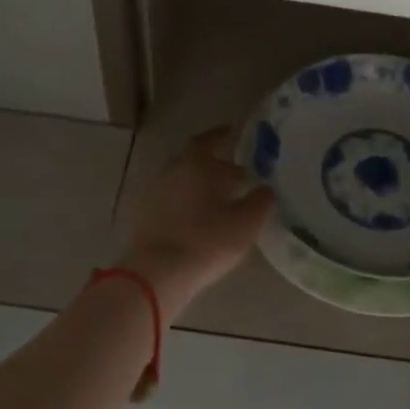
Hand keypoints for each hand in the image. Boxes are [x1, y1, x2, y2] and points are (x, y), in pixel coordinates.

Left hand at [118, 126, 274, 321]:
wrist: (156, 274)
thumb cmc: (206, 240)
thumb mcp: (246, 222)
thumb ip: (261, 201)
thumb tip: (265, 188)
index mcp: (195, 163)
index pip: (209, 140)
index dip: (223, 136)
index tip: (234, 133)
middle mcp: (171, 171)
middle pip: (194, 160)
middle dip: (215, 165)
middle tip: (237, 176)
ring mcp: (154, 194)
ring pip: (182, 182)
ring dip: (201, 186)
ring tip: (222, 201)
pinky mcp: (144, 217)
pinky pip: (171, 201)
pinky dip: (187, 204)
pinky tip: (200, 220)